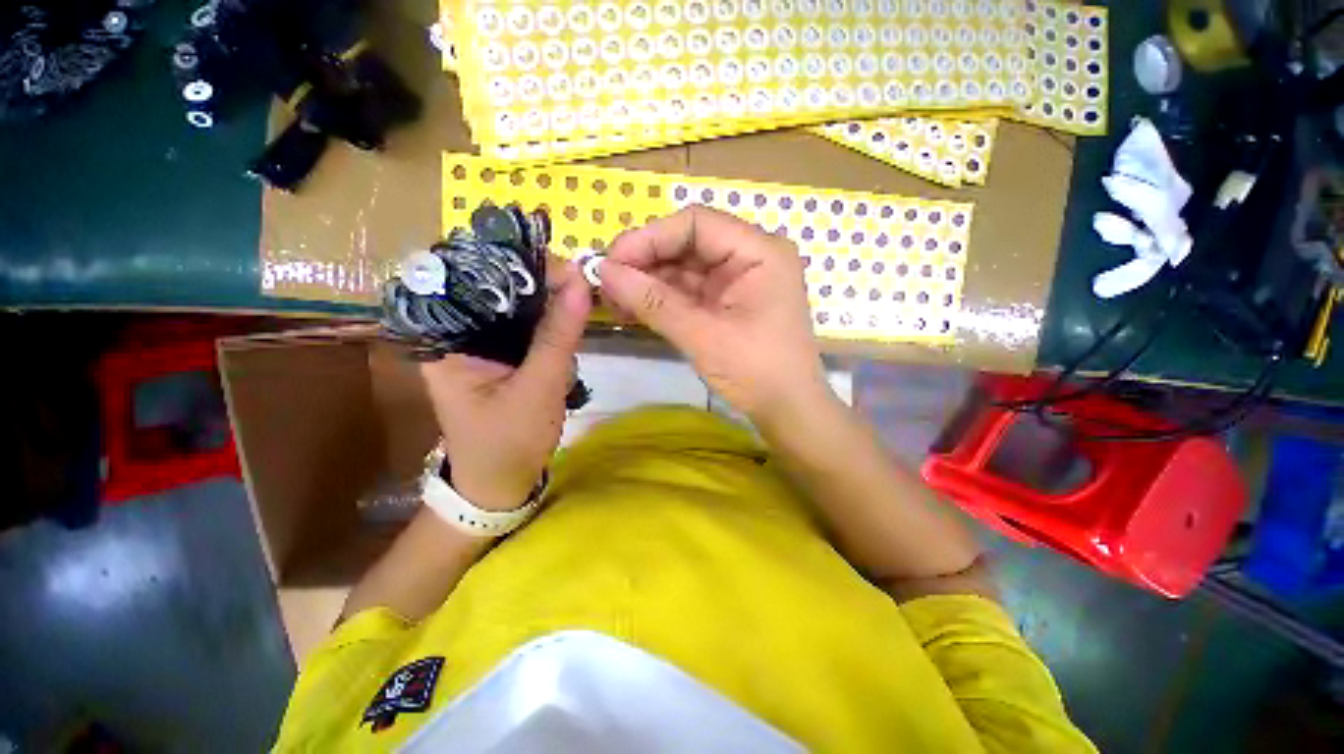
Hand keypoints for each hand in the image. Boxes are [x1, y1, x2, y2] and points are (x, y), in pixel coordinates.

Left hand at [419, 260, 590, 509]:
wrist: (501, 484)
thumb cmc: (508, 442)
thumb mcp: (538, 389)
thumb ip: (558, 336)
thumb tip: (581, 284)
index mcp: (445, 338)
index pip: (472, 277)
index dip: (516, 264)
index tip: (565, 270)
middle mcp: (457, 332)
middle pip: (496, 286)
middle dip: (540, 281)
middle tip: (581, 285)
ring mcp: (481, 342)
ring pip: (515, 303)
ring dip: (549, 299)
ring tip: (580, 298)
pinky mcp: (502, 354)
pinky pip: (526, 323)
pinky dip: (550, 319)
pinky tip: (570, 317)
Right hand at [600, 205, 831, 423]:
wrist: (788, 411)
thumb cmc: (756, 372)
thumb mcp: (703, 336)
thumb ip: (654, 302)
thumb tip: (604, 271)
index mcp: (759, 252)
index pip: (696, 223)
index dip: (650, 237)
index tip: (611, 261)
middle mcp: (750, 257)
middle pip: (689, 243)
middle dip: (646, 261)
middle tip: (606, 282)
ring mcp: (739, 281)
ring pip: (685, 268)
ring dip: (649, 281)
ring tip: (613, 297)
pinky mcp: (728, 303)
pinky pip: (690, 291)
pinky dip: (662, 299)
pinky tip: (634, 307)